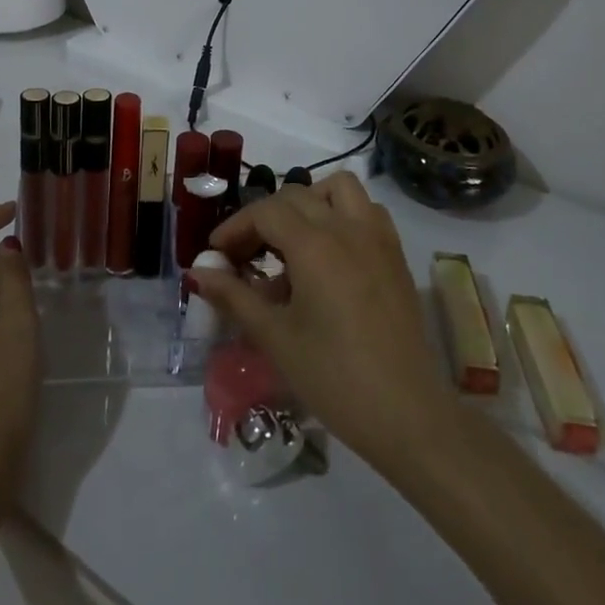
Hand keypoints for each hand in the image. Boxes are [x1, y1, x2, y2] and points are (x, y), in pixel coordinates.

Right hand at [193, 174, 452, 473]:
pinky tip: (330, 253)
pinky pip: (367, 210)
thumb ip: (234, 296)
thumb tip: (197, 273)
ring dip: (309, 202)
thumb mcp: (275, 337)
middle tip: (245, 255)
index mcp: (314, 244)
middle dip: (264, 218)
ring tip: (291, 241)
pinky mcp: (396, 255)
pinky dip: (343, 214)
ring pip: (338, 189)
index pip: (265, 212)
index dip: (235, 227)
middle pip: (296, 196)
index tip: (216, 255)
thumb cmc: (334, 378)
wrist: (407, 415)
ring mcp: (377, 237)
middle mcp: (347, 227)